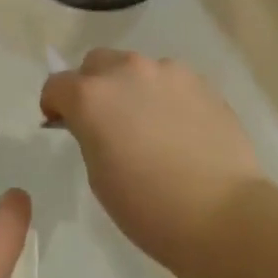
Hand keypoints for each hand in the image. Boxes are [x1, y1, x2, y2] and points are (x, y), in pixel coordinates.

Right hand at [41, 49, 264, 271]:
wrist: (222, 214)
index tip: (63, 124)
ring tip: (150, 125)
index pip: (57, 85)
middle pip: (96, 63)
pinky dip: (165, 95)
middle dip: (93, 85)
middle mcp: (126, 71)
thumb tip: (96, 124)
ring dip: (132, 88)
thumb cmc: (148, 207)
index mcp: (91, 96)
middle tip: (107, 120)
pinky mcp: (200, 81)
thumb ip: (90, 135)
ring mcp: (166, 71)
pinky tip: (180, 128)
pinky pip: (170, 80)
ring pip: (136, 68)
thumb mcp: (98, 176)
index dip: (55, 105)